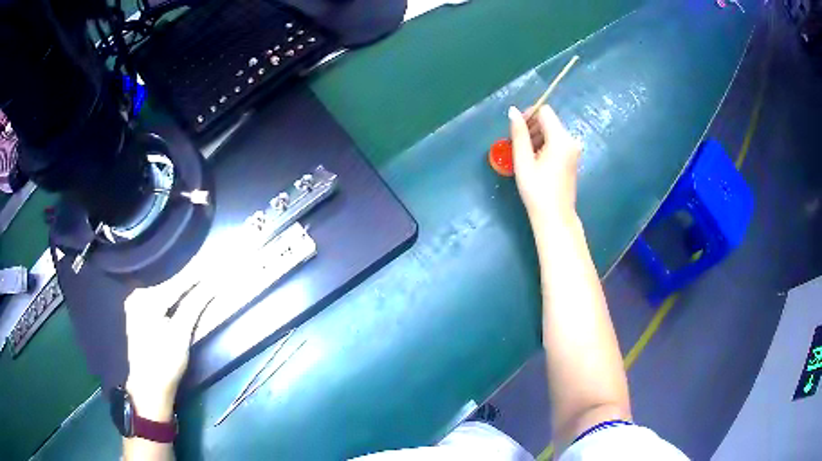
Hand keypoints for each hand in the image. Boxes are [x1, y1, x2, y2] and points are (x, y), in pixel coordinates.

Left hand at [124, 283, 211, 421]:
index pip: (175, 283)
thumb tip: (211, 286)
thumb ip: (193, 306)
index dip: (195, 276)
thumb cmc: (165, 362)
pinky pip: (156, 299)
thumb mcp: (181, 335)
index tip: (212, 266)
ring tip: (196, 281)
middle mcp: (136, 296)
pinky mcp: (136, 314)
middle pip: (167, 285)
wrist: (148, 387)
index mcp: (145, 299)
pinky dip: (169, 298)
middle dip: (186, 281)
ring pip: (161, 292)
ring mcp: (134, 305)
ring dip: (178, 289)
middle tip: (205, 274)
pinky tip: (180, 296)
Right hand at [509, 105, 581, 225]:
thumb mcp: (523, 161)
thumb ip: (519, 133)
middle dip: (532, 127)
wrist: (556, 217)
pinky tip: (536, 161)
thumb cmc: (537, 190)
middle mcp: (571, 140)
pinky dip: (545, 145)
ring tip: (525, 156)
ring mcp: (574, 150)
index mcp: (561, 139)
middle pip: (549, 120)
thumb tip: (513, 110)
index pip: (544, 111)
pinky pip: (557, 142)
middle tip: (518, 145)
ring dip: (537, 137)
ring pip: (552, 131)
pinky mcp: (573, 158)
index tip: (516, 131)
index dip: (528, 115)